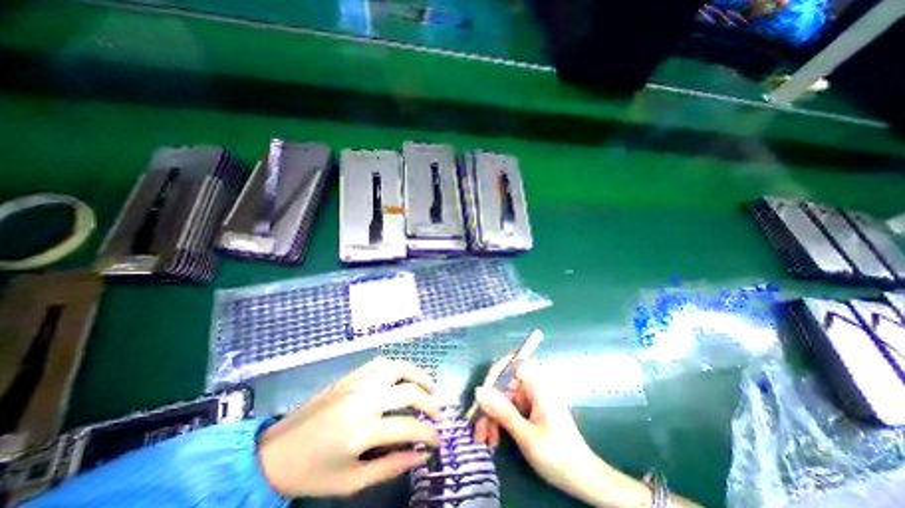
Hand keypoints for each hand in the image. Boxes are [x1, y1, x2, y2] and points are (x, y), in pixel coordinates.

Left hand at [255, 357, 439, 496]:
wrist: (274, 453)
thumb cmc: (312, 473)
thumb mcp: (351, 482)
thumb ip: (390, 467)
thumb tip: (420, 455)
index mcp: (362, 431)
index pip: (409, 427)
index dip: (429, 434)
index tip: (438, 440)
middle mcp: (363, 400)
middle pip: (409, 392)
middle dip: (430, 403)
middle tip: (438, 414)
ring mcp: (357, 383)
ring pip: (398, 368)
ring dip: (418, 376)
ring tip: (429, 387)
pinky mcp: (350, 376)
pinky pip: (381, 362)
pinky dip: (398, 366)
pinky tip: (403, 376)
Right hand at [477, 355, 702, 505]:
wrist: (584, 481)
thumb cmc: (559, 457)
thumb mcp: (527, 435)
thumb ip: (502, 411)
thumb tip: (478, 391)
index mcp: (538, 385)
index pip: (512, 363)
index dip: (495, 373)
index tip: (482, 394)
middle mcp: (533, 387)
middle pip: (504, 384)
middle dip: (489, 404)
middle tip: (478, 428)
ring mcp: (531, 399)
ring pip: (503, 398)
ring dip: (491, 416)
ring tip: (485, 440)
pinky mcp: (529, 410)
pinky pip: (508, 409)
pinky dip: (499, 422)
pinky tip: (494, 439)